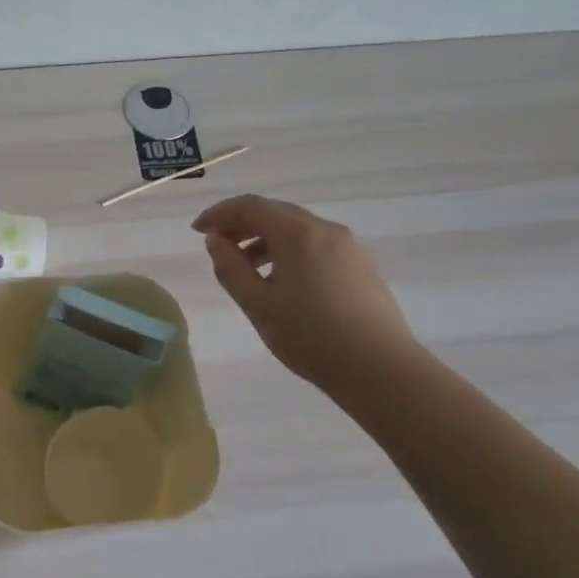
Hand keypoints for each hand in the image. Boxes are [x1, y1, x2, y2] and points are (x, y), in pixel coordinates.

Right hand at [193, 195, 419, 396]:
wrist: (381, 370)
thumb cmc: (311, 337)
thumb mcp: (258, 305)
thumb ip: (230, 268)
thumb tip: (216, 241)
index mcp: (297, 233)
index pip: (250, 206)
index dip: (219, 214)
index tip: (197, 230)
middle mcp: (325, 229)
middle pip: (275, 212)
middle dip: (242, 224)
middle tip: (218, 246)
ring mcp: (348, 247)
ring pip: (297, 229)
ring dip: (266, 239)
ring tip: (247, 269)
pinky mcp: (361, 266)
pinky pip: (316, 245)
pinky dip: (290, 251)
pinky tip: (282, 282)